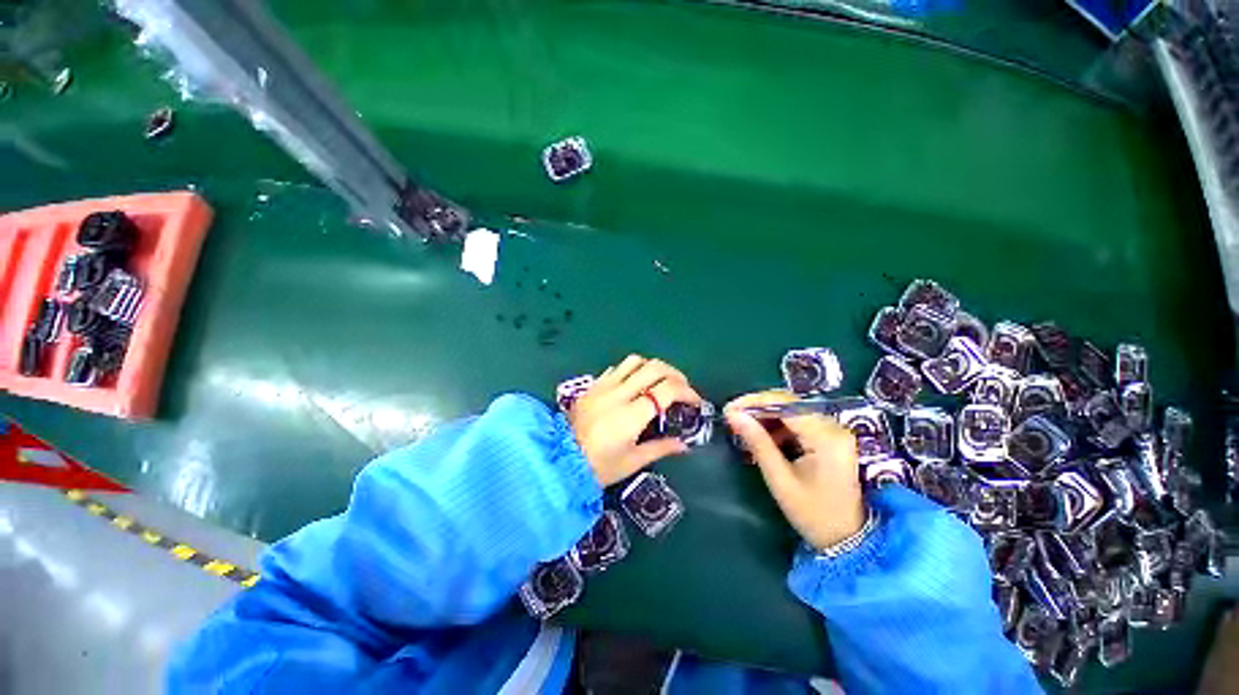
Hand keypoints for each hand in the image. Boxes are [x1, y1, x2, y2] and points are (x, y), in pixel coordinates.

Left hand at [568, 355, 703, 485]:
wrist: (559, 460)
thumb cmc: (598, 466)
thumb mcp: (632, 462)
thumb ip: (661, 448)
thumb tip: (683, 445)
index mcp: (632, 414)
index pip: (667, 390)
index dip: (687, 392)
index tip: (694, 402)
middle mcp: (620, 393)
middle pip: (655, 368)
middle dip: (675, 374)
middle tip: (682, 388)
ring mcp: (605, 386)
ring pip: (635, 361)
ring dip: (653, 367)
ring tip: (660, 381)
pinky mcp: (594, 385)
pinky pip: (617, 368)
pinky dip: (633, 370)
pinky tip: (635, 384)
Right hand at [725, 390, 865, 549]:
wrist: (850, 541)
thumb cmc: (814, 514)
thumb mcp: (781, 480)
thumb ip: (757, 443)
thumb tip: (733, 415)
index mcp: (826, 438)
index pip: (785, 404)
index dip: (754, 402)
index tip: (728, 409)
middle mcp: (834, 427)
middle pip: (789, 403)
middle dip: (757, 408)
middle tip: (732, 417)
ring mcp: (834, 431)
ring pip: (792, 410)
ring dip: (766, 416)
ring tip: (744, 428)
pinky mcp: (830, 438)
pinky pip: (799, 421)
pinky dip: (778, 425)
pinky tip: (764, 437)